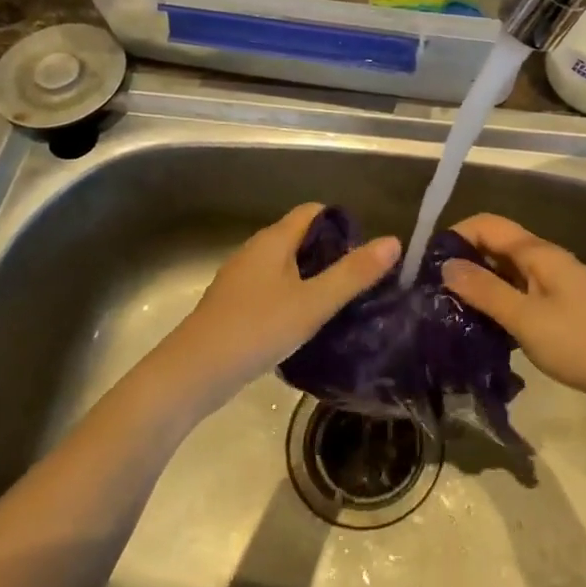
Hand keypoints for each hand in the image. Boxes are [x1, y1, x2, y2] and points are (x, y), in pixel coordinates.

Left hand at [148, 203, 397, 411]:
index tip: (367, 253)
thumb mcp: (313, 303)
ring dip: (314, 278)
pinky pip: (273, 289)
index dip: (343, 224)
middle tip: (361, 282)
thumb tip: (393, 241)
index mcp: (274, 240)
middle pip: (301, 238)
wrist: (192, 374)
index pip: (314, 212)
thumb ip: (353, 274)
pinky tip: (306, 325)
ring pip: (287, 266)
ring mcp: (241, 279)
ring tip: (341, 305)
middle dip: (333, 254)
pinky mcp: (234, 305)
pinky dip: (294, 297)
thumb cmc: (256, 330)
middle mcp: (255, 251)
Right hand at [442, 214, 585, 410]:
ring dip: (482, 284)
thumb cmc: (581, 342)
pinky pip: (523, 293)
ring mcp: (558, 283)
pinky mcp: (564, 307)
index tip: (428, 266)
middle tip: (435, 293)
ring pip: (510, 272)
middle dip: (465, 261)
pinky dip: (501, 301)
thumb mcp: (526, 318)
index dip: (456, 236)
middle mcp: (547, 259)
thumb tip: (446, 266)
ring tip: (452, 311)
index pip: (487, 225)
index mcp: (538, 253)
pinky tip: (487, 326)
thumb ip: (485, 291)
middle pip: (497, 246)